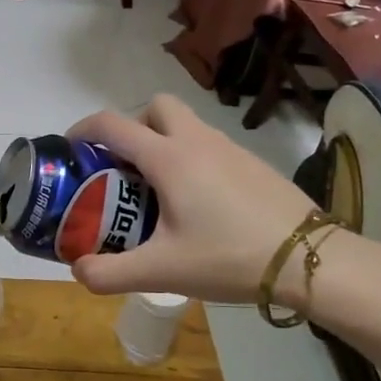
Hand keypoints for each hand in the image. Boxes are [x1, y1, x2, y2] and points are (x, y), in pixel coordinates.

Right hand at [64, 94, 322, 303]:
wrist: (309, 259)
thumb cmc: (228, 257)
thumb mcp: (160, 272)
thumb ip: (109, 273)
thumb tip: (78, 270)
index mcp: (169, 158)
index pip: (113, 124)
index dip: (84, 129)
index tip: (70, 147)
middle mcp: (197, 141)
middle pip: (155, 107)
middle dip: (132, 126)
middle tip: (123, 167)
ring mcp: (230, 148)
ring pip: (186, 124)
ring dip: (162, 142)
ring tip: (157, 190)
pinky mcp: (252, 163)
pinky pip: (210, 144)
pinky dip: (191, 158)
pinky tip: (198, 203)